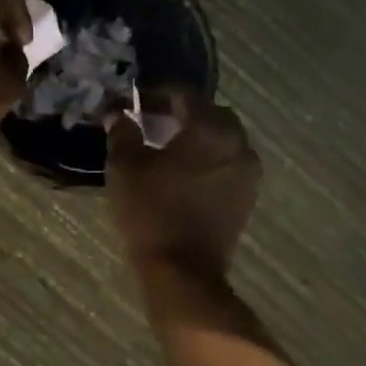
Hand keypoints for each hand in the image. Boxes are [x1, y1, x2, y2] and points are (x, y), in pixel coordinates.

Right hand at [107, 90, 260, 281]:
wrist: (182, 272)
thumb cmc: (151, 211)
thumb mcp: (125, 166)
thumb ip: (123, 131)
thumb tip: (118, 113)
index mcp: (210, 129)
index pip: (184, 95)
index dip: (156, 93)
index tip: (133, 101)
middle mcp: (237, 143)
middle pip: (209, 113)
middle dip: (180, 112)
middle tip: (150, 120)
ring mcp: (247, 171)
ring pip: (222, 138)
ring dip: (196, 134)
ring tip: (166, 145)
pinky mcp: (247, 195)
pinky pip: (227, 161)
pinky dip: (207, 157)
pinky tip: (183, 169)